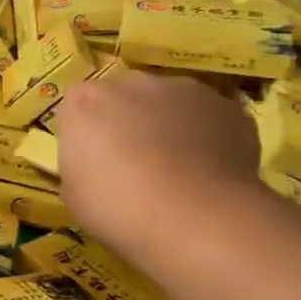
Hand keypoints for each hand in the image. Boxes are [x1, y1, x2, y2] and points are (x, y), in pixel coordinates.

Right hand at [54, 71, 262, 261]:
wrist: (196, 216)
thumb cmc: (117, 207)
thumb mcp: (73, 193)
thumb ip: (80, 164)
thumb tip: (95, 163)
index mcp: (84, 102)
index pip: (77, 104)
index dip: (86, 129)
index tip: (92, 157)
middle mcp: (131, 83)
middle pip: (124, 95)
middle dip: (127, 119)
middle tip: (133, 160)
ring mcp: (183, 89)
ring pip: (169, 102)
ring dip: (168, 122)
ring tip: (177, 165)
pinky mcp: (227, 106)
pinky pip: (208, 116)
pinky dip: (207, 134)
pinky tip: (209, 168)